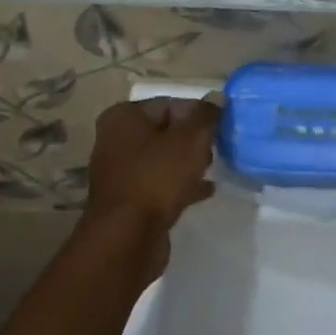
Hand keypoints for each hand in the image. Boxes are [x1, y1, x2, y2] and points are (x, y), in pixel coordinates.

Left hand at [83, 98, 219, 241]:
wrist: (126, 238)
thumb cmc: (157, 179)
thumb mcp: (190, 141)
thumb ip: (206, 116)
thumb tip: (217, 96)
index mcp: (124, 117)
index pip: (169, 104)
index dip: (197, 114)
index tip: (220, 128)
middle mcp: (116, 140)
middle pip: (164, 131)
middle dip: (192, 139)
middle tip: (217, 148)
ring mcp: (120, 172)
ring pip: (162, 159)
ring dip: (187, 163)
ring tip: (213, 168)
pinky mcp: (128, 200)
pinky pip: (159, 184)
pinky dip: (180, 184)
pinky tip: (206, 191)